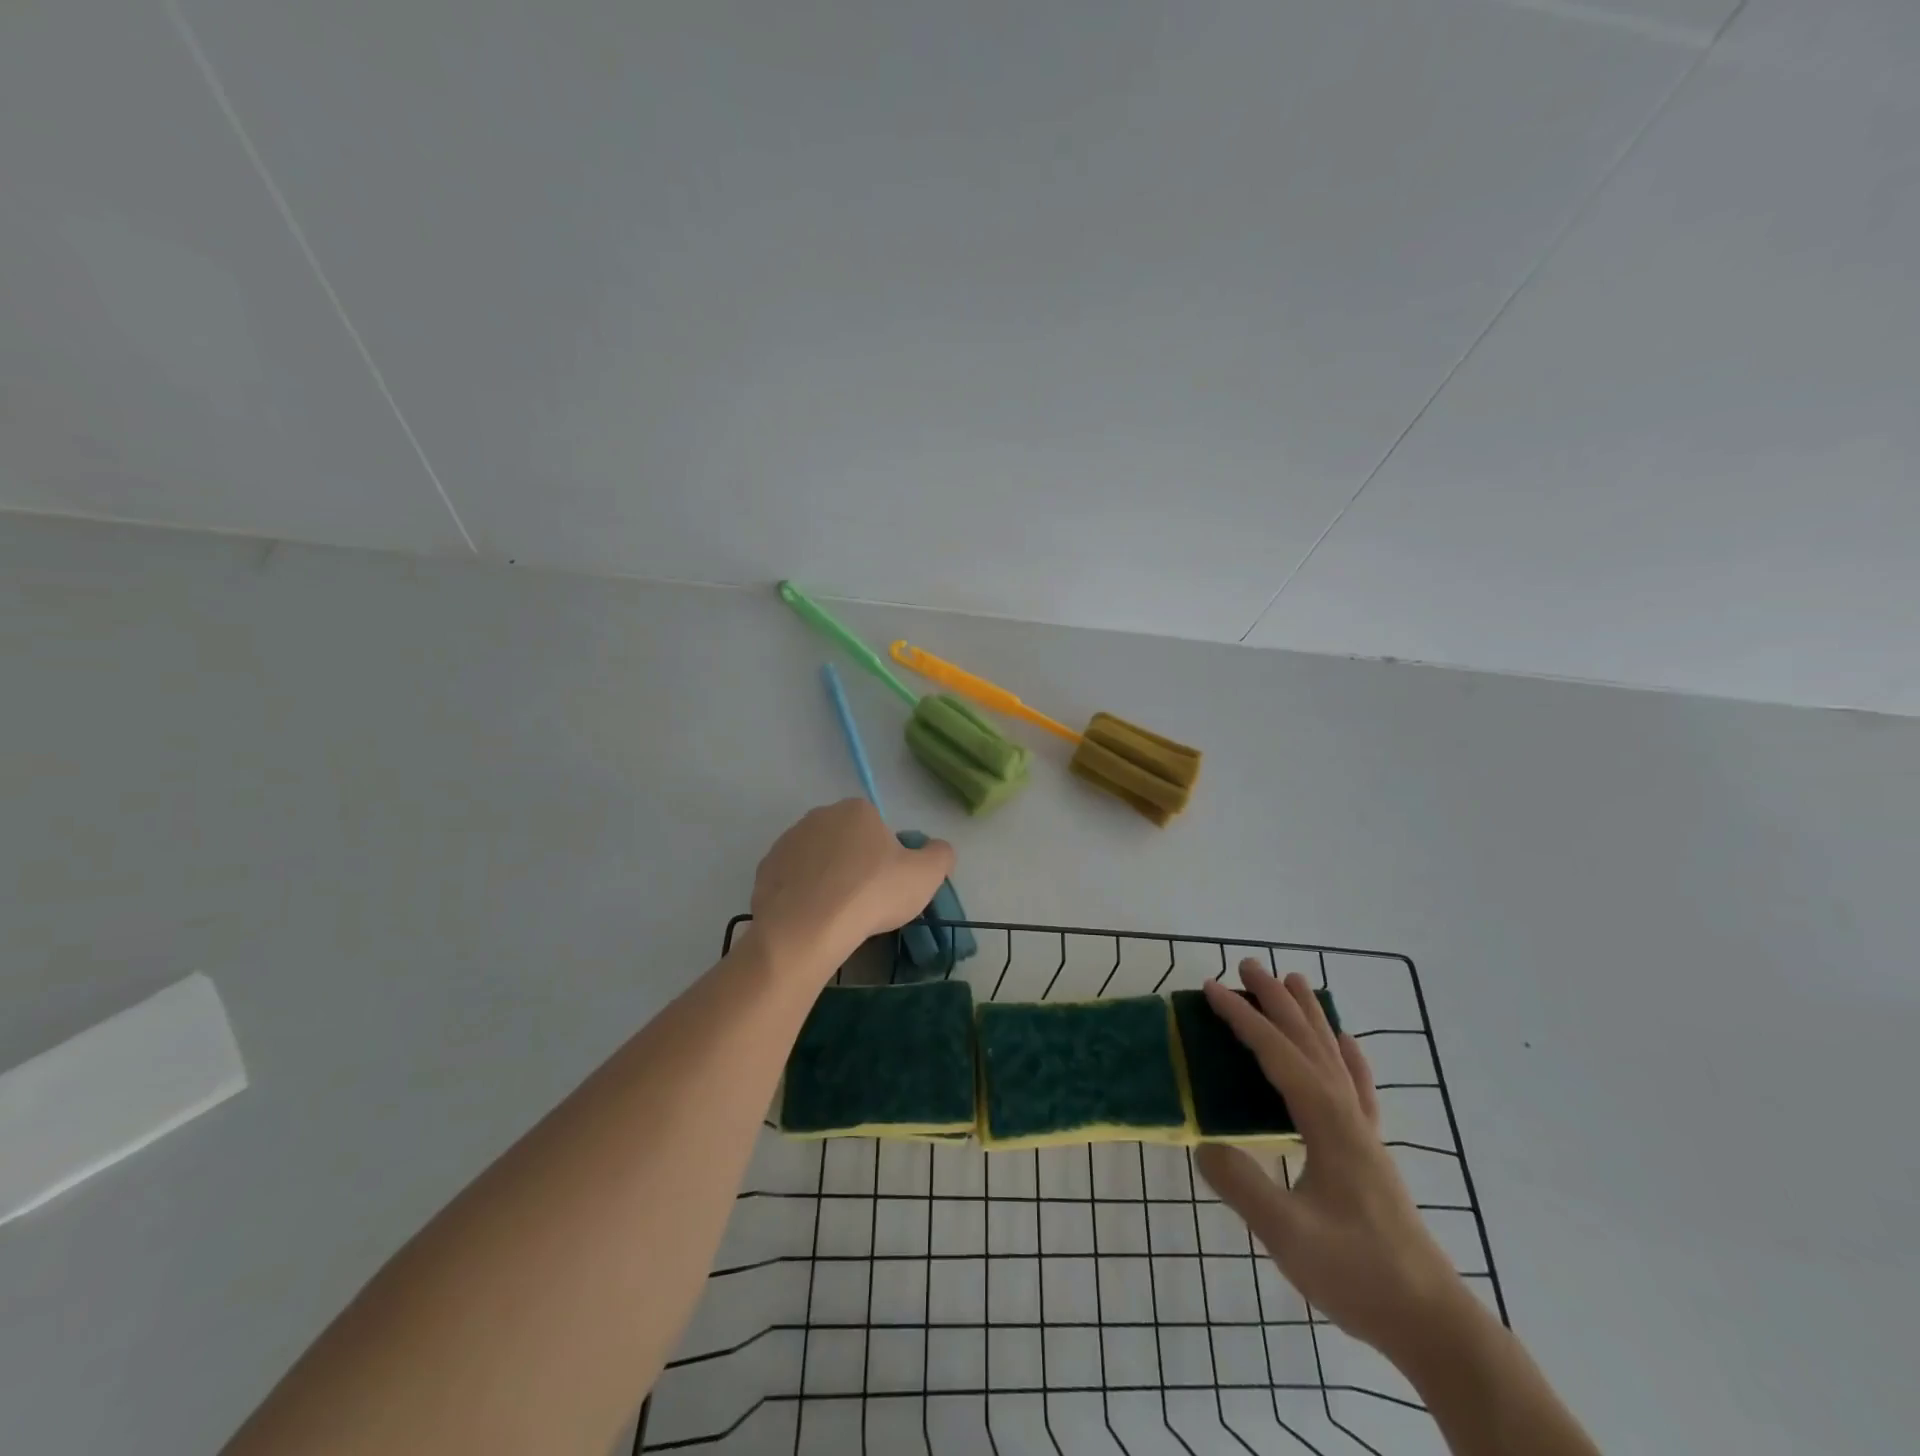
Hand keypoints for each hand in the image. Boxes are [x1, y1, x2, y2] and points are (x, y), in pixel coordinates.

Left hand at [749, 799, 955, 978]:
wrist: (807, 928)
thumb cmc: (872, 894)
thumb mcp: (926, 876)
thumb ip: (940, 855)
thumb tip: (938, 849)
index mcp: (857, 810)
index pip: (878, 828)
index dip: (886, 857)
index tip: (888, 885)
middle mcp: (819, 816)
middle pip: (846, 841)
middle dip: (855, 865)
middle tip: (865, 901)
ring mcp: (788, 841)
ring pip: (818, 860)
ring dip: (827, 879)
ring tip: (837, 914)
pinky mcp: (766, 869)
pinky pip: (793, 879)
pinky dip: (803, 895)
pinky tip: (812, 919)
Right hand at [1195, 963, 1466, 1362]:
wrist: (1430, 1320)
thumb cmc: (1358, 1274)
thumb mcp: (1288, 1235)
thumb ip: (1243, 1186)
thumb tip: (1204, 1145)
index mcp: (1325, 1121)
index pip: (1277, 1054)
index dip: (1242, 1019)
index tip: (1211, 989)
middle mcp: (1345, 1113)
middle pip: (1307, 1041)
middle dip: (1275, 1000)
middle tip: (1248, 965)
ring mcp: (1362, 1130)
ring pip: (1332, 1055)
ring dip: (1309, 1015)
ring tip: (1294, 982)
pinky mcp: (1370, 1151)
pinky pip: (1357, 1086)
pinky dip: (1349, 1057)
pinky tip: (1347, 1044)